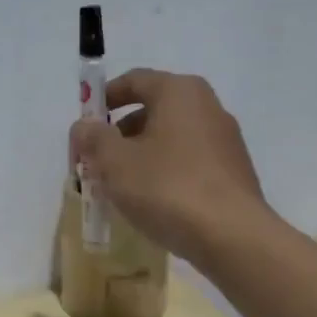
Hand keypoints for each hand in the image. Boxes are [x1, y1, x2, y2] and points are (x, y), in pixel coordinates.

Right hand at [69, 69, 267, 265]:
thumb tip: (84, 126)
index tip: (84, 127)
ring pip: (170, 139)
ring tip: (119, 188)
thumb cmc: (168, 188)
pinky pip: (188, 162)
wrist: (233, 236)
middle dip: (119, 134)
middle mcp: (207, 106)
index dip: (103, 100)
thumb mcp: (116, 163)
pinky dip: (164, 173)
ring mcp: (225, 140)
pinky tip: (151, 202)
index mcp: (179, 92)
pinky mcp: (233, 172)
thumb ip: (93, 139)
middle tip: (96, 162)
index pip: (134, 80)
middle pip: (152, 110)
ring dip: (140, 156)